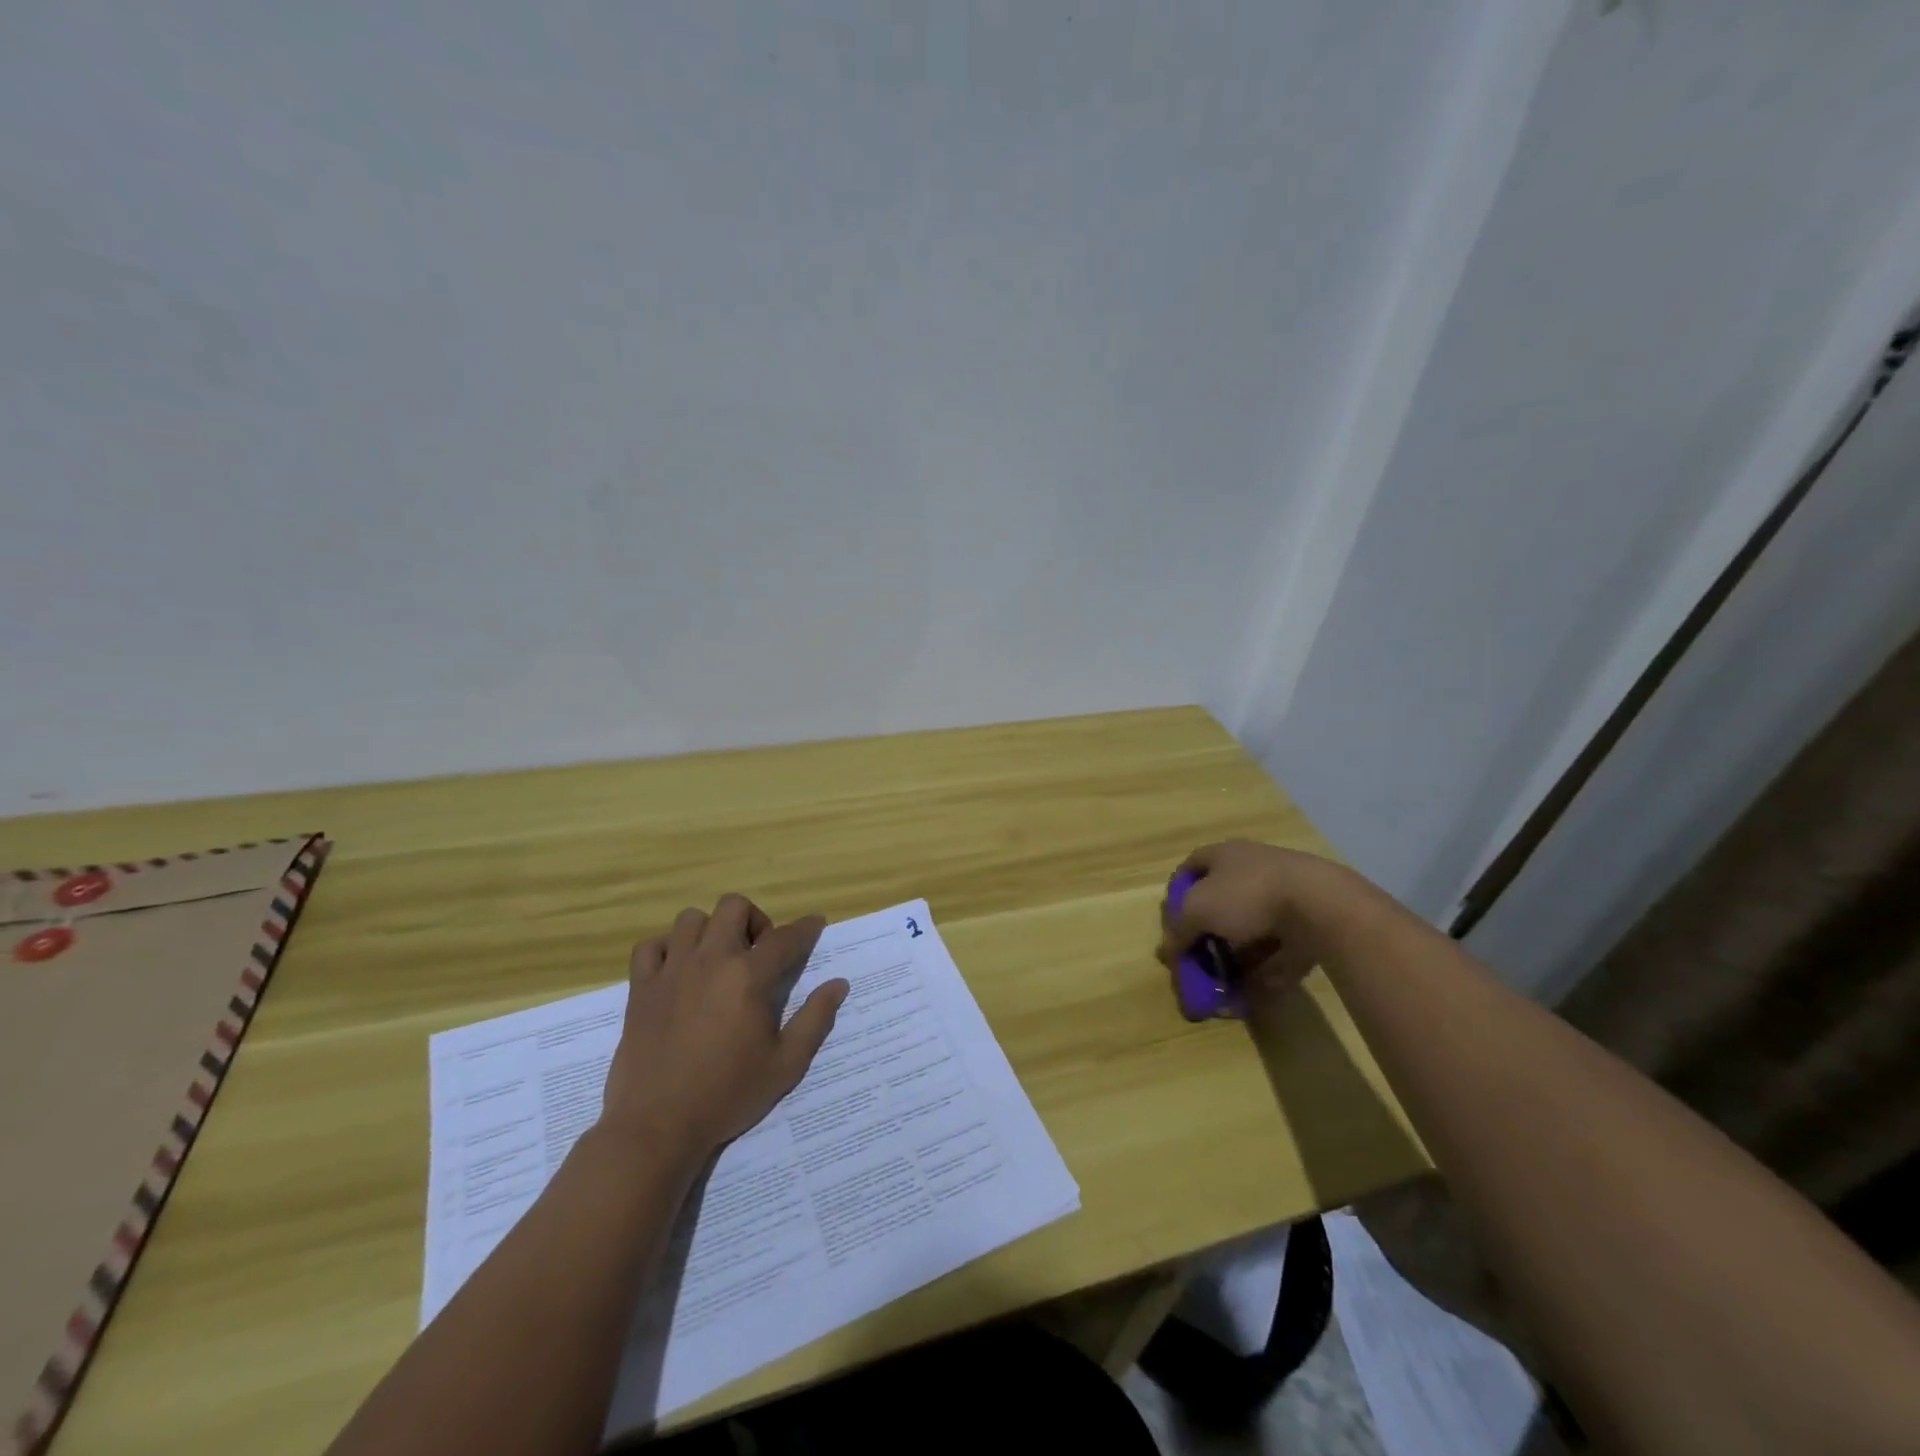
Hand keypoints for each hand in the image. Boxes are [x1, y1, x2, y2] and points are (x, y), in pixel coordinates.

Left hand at [601, 894, 846, 1157]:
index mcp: (748, 977)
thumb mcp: (786, 1064)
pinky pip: (650, 946)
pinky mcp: (641, 988)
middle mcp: (710, 960)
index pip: (785, 937)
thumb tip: (839, 984)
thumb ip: (815, 1019)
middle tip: (758, 953)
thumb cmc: (728, 1095)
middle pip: (734, 907)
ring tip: (718, 960)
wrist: (658, 1126)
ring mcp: (671, 971)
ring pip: (691, 919)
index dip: (806, 928)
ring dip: (710, 931)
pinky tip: (678, 972)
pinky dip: (666, 949)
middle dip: (754, 920)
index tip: (815, 925)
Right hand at [1157, 841, 1367, 1001]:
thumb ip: (1179, 931)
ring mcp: (1284, 897)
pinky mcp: (1308, 925)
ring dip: (1235, 960)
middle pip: (1220, 904)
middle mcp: (1252, 871)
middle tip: (1198, 962)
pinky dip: (1266, 972)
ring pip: (1250, 931)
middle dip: (1207, 937)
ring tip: (1224, 988)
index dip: (1177, 896)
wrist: (1321, 904)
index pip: (1190, 869)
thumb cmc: (1248, 895)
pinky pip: (1279, 952)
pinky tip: (1253, 996)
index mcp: (1224, 856)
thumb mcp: (1197, 911)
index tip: (1172, 926)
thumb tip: (1168, 950)